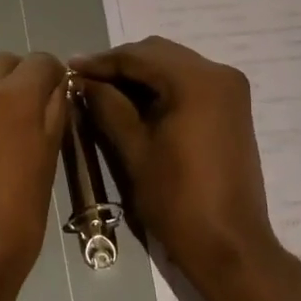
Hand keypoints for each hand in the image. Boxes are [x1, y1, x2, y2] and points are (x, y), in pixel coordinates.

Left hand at [0, 52, 66, 300]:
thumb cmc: (14, 222)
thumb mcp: (47, 165)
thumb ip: (54, 116)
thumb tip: (57, 90)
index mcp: (12, 98)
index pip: (41, 62)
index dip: (55, 78)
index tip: (59, 101)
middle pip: (6, 62)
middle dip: (23, 80)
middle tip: (32, 117)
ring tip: (4, 131)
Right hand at [71, 37, 281, 295]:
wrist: (230, 247)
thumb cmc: (178, 200)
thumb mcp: (134, 150)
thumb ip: (107, 106)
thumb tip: (82, 81)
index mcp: (196, 81)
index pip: (139, 56)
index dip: (101, 61)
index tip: (68, 68)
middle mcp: (218, 73)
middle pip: (158, 54)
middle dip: (120, 65)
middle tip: (84, 81)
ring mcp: (230, 89)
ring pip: (173, 65)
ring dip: (140, 75)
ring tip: (103, 92)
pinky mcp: (232, 107)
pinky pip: (189, 82)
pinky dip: (161, 87)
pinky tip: (134, 103)